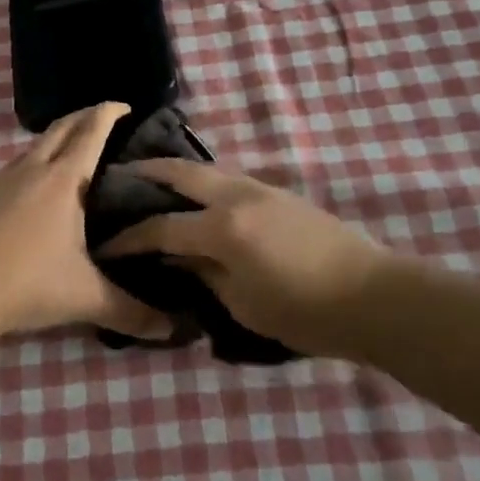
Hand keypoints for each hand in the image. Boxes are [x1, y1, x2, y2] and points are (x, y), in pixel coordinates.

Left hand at [0, 102, 170, 341]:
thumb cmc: (29, 285)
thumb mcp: (86, 298)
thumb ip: (132, 312)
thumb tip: (171, 330)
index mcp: (64, 182)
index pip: (90, 133)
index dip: (108, 114)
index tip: (123, 105)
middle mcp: (29, 171)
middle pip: (59, 129)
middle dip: (81, 117)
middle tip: (99, 118)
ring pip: (28, 151)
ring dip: (50, 146)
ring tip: (65, 160)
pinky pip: (3, 177)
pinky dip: (22, 175)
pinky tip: (22, 200)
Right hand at [96, 159, 408, 357]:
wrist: (374, 296)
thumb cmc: (304, 312)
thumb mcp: (243, 304)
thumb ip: (204, 274)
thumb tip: (180, 258)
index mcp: (222, 228)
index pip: (162, 226)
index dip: (130, 236)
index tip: (105, 241)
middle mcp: (236, 196)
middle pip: (180, 172)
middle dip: (146, 172)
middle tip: (118, 176)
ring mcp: (261, 188)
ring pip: (207, 168)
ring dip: (177, 172)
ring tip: (153, 180)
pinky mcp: (279, 193)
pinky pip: (229, 178)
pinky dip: (204, 181)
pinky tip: (198, 195)